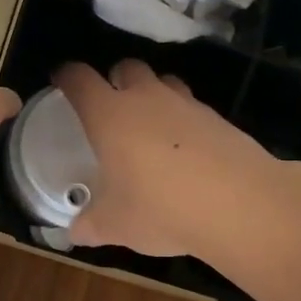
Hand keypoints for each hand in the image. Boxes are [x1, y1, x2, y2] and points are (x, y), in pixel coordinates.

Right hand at [52, 60, 277, 257]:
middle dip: (114, 79)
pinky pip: (191, 107)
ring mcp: (186, 104)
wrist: (239, 205)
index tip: (61, 79)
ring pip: (163, 81)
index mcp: (109, 115)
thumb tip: (74, 232)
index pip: (79, 79)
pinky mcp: (218, 118)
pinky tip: (183, 149)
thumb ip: (89, 225)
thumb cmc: (160, 209)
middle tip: (109, 104)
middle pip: (126, 67)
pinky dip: (182, 119)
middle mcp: (146, 98)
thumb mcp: (115, 225)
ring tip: (148, 124)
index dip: (66, 75)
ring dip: (152, 93)